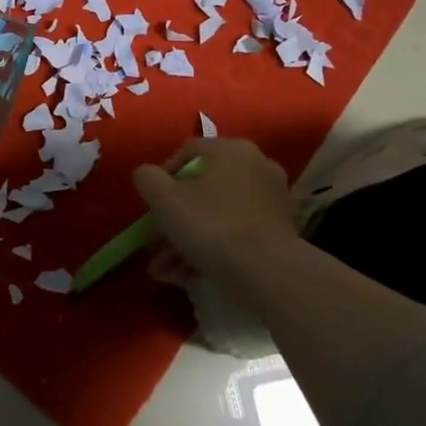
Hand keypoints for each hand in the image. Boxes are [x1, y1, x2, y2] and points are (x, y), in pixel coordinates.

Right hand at [133, 138, 297, 286]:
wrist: (265, 271)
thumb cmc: (209, 223)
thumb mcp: (163, 198)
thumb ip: (147, 178)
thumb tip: (146, 175)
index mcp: (232, 150)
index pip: (188, 152)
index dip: (162, 177)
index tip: (150, 205)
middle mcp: (257, 167)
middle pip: (202, 189)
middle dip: (173, 219)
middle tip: (155, 243)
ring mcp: (271, 201)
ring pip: (216, 216)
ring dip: (185, 241)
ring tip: (164, 270)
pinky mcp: (279, 232)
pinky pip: (235, 234)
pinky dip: (211, 249)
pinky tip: (187, 275)